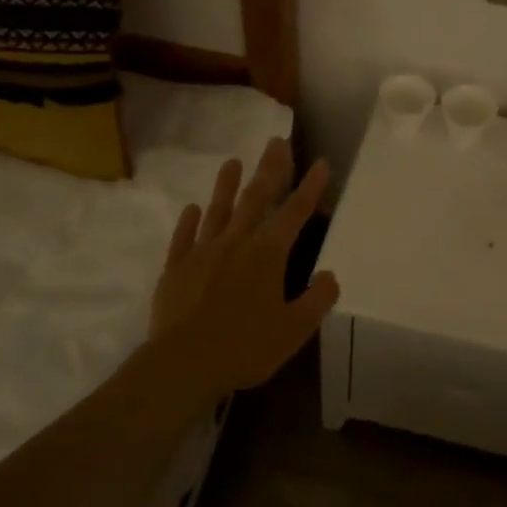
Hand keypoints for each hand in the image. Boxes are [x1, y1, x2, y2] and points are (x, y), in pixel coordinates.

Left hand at [149, 137, 339, 400]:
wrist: (183, 364)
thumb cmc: (245, 347)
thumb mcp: (295, 330)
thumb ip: (317, 299)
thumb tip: (330, 274)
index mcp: (268, 255)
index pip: (295, 213)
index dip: (310, 187)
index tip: (320, 162)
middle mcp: (236, 243)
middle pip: (255, 198)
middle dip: (269, 169)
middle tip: (275, 141)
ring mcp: (202, 253)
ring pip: (218, 210)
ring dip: (227, 185)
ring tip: (232, 161)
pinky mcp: (176, 269)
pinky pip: (184, 238)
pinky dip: (189, 221)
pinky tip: (192, 208)